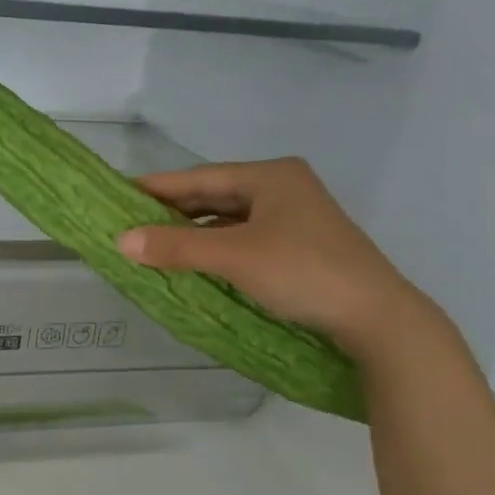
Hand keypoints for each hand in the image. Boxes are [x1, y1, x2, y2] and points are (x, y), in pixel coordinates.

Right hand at [118, 158, 434, 363]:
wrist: (376, 318)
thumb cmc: (303, 272)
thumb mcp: (234, 256)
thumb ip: (177, 247)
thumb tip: (121, 241)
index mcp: (271, 176)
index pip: (200, 177)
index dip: (157, 187)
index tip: (118, 194)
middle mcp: (283, 189)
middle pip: (214, 196)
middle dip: (172, 211)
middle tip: (129, 223)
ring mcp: (294, 219)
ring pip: (229, 220)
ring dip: (192, 233)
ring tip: (152, 244)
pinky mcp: (299, 247)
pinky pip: (243, 240)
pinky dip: (215, 248)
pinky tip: (193, 262)